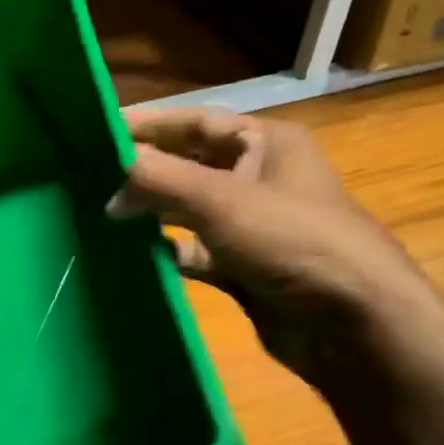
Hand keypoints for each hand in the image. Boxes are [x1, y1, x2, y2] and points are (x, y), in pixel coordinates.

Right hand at [110, 109, 443, 382]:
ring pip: (189, 210)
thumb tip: (110, 181)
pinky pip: (196, 252)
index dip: (150, 123)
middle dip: (145, 170)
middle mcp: (259, 178)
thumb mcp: (220, 200)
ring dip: (152, 212)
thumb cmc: (291, 240)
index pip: (196, 122)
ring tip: (102, 214)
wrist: (353, 322)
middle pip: (189, 165)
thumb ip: (159, 180)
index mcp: (265, 144)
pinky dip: (169, 251)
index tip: (100, 129)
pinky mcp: (245, 267)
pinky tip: (135, 255)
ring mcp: (252, 226)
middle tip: (90, 175)